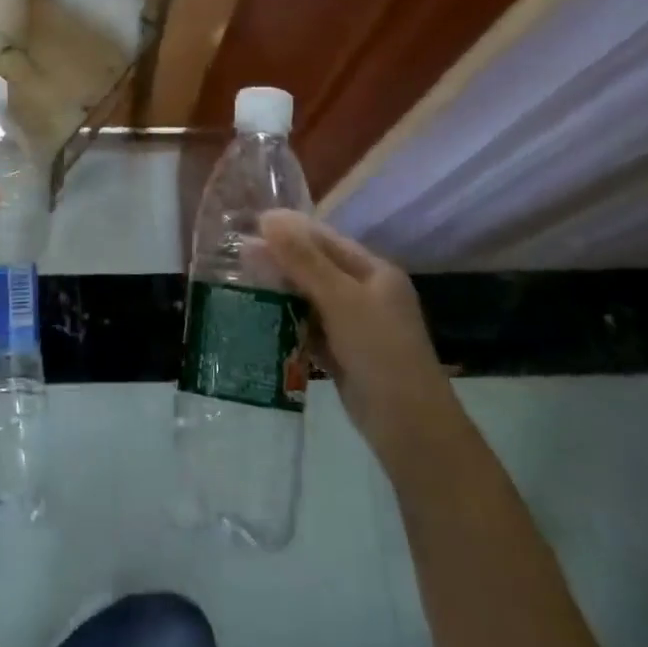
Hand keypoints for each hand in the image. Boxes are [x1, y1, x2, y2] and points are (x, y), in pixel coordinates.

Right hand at [258, 210, 443, 444]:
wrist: (409, 427)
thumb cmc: (380, 352)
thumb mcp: (341, 299)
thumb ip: (304, 260)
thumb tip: (269, 218)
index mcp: (375, 272)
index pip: (327, 240)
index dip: (290, 230)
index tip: (251, 223)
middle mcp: (366, 293)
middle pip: (316, 267)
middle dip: (280, 259)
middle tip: (238, 253)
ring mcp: (355, 325)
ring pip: (310, 297)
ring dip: (280, 289)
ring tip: (241, 281)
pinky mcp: (342, 353)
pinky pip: (309, 326)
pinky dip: (287, 319)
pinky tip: (260, 315)